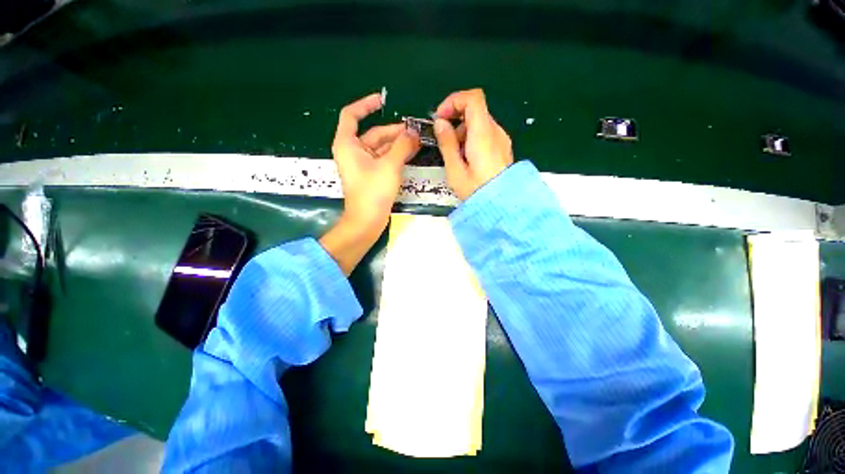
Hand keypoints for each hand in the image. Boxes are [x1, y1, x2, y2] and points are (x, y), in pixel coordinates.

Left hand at [321, 92, 420, 274]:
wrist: (367, 221)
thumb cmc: (373, 191)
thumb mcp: (389, 165)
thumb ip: (402, 145)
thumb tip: (413, 132)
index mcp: (348, 144)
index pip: (351, 115)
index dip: (365, 105)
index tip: (382, 100)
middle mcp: (353, 151)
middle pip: (373, 133)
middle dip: (394, 131)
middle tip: (415, 130)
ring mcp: (363, 165)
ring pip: (381, 147)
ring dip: (398, 144)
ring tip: (417, 140)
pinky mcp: (372, 175)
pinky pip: (384, 159)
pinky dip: (396, 155)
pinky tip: (411, 152)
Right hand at [433, 89, 513, 199]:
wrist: (503, 207)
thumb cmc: (476, 191)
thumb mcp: (455, 170)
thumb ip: (447, 144)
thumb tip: (440, 123)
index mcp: (483, 134)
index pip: (473, 98)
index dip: (453, 101)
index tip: (440, 118)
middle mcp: (495, 131)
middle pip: (474, 111)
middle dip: (455, 121)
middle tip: (444, 142)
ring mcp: (501, 139)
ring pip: (479, 123)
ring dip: (462, 132)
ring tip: (455, 157)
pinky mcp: (503, 148)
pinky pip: (485, 135)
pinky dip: (471, 139)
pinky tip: (467, 160)